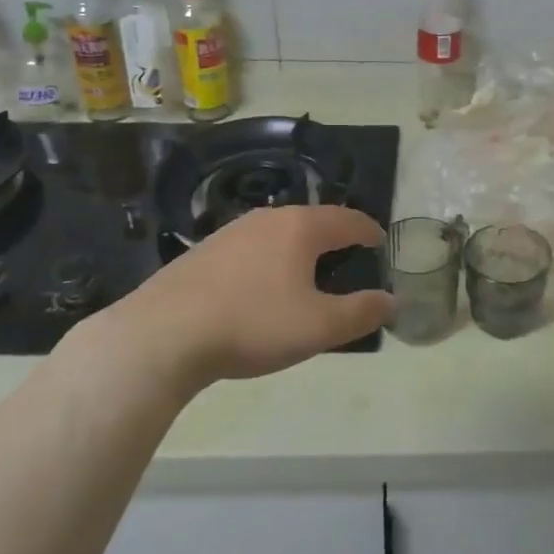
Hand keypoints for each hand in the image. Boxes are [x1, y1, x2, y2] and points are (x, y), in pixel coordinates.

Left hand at [91, 206, 392, 390]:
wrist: (162, 335)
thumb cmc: (252, 324)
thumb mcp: (318, 327)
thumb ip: (360, 313)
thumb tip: (391, 301)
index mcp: (301, 228)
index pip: (348, 219)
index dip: (369, 231)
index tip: (380, 241)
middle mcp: (269, 218)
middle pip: (314, 220)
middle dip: (335, 237)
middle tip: (348, 259)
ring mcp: (232, 232)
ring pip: (280, 232)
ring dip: (300, 248)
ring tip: (307, 273)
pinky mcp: (204, 251)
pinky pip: (252, 247)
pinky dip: (269, 259)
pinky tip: (260, 287)